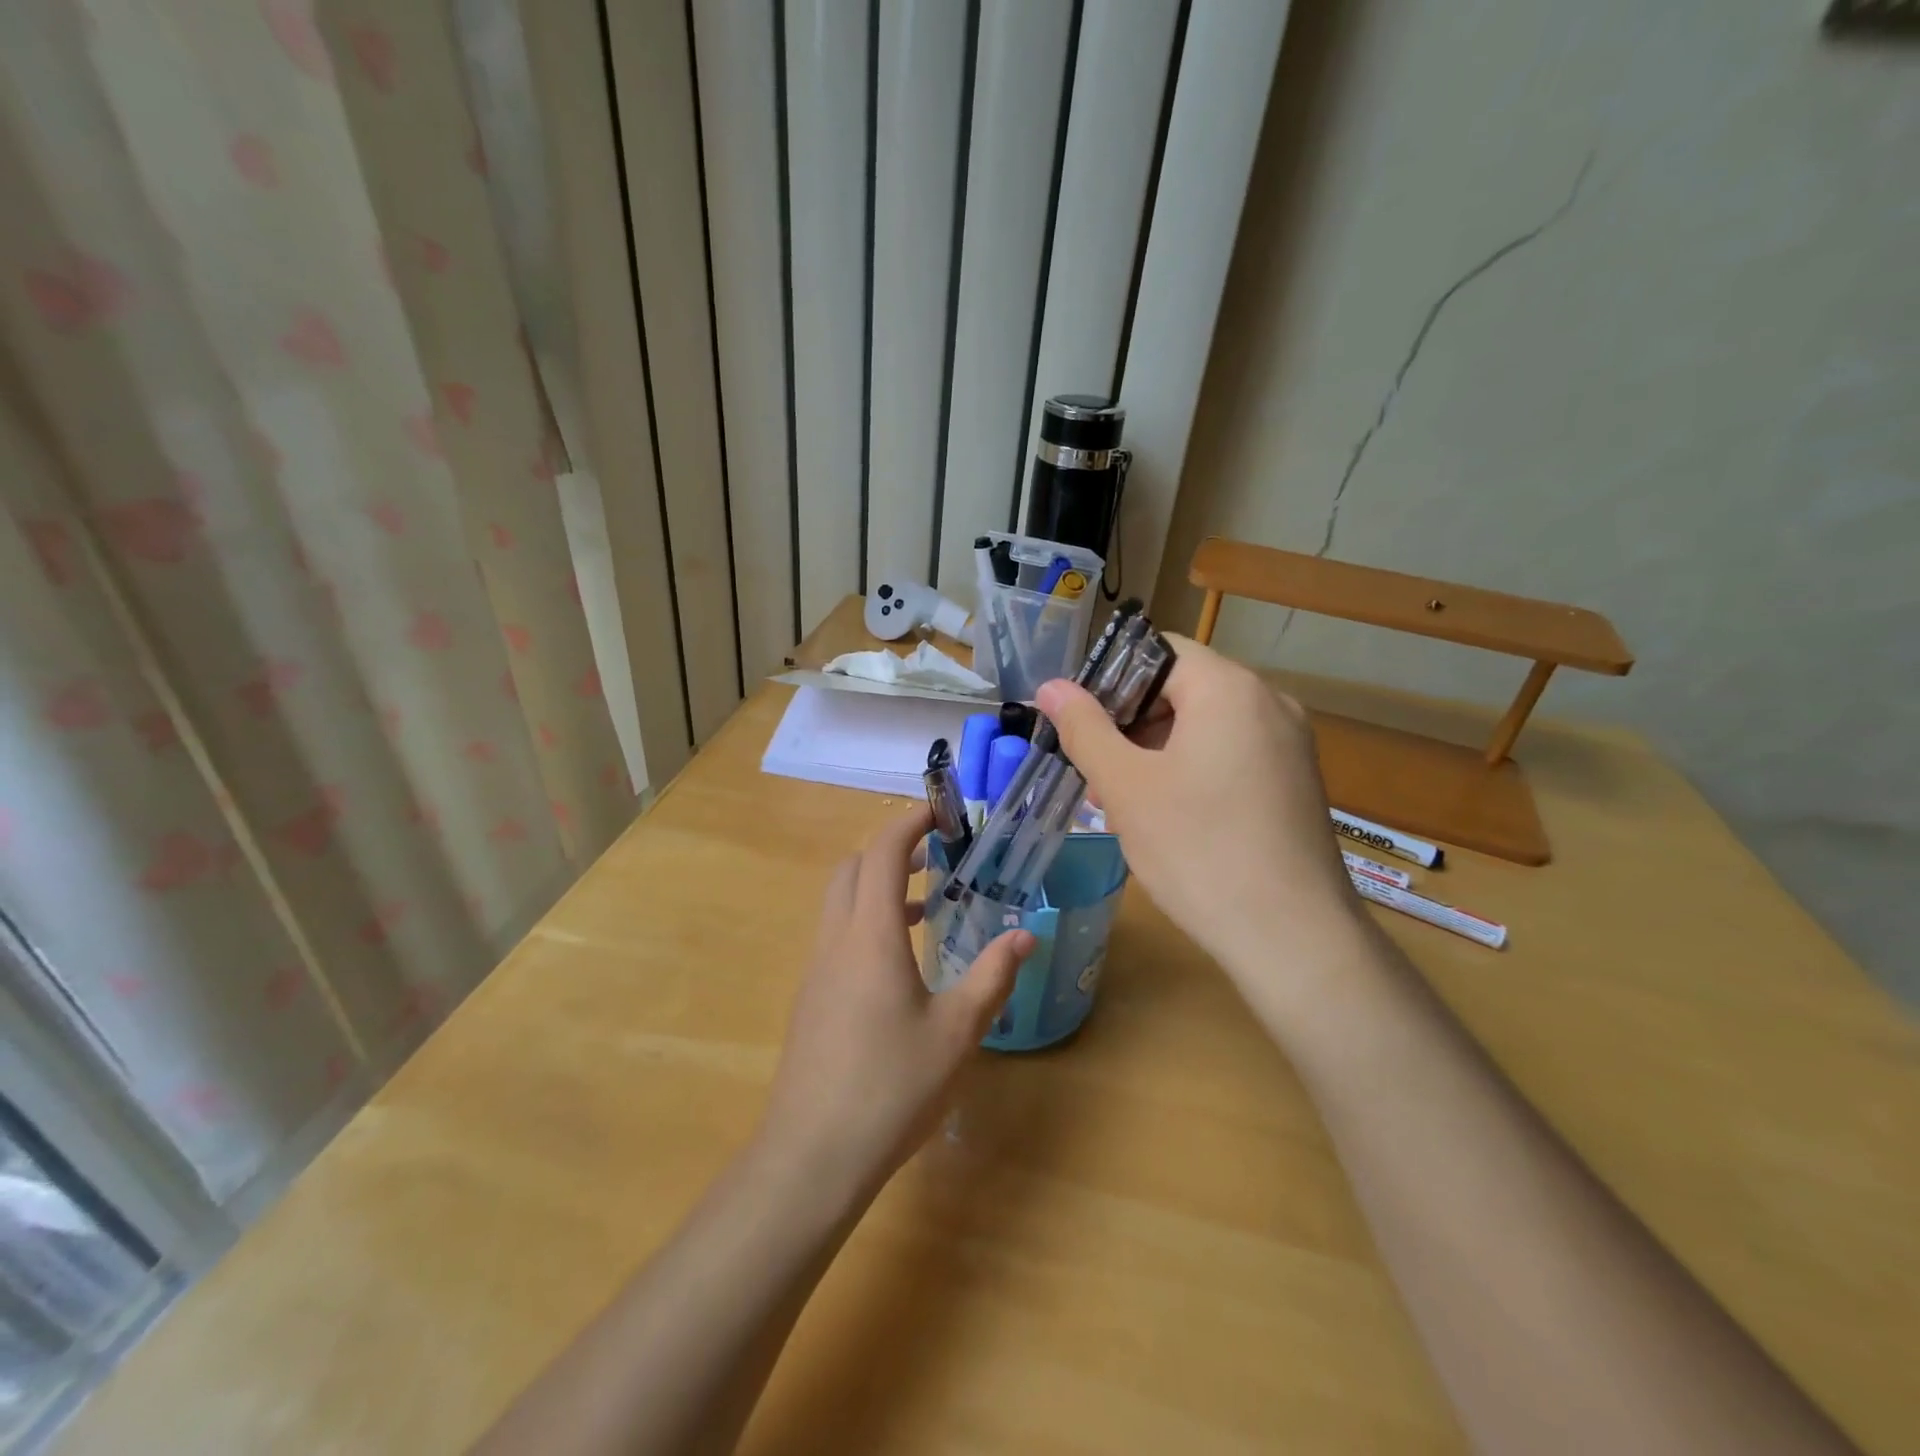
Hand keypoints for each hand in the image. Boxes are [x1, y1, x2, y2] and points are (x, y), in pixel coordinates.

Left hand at [759, 807, 1033, 1194]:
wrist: (811, 1156)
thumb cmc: (891, 1087)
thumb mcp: (957, 1032)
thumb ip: (992, 977)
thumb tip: (1026, 937)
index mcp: (870, 935)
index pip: (882, 853)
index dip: (909, 824)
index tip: (940, 811)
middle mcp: (836, 940)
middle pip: (852, 868)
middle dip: (890, 850)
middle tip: (936, 857)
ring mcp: (817, 970)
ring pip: (840, 902)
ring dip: (877, 888)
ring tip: (926, 906)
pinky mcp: (810, 998)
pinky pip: (836, 936)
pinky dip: (866, 922)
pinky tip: (900, 963)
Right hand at [1036, 636, 1364, 991]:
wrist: (1292, 938)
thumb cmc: (1199, 850)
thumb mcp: (1127, 786)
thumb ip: (1085, 728)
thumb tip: (1051, 686)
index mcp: (1229, 689)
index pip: (1158, 650)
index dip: (1109, 678)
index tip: (1080, 723)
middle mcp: (1270, 702)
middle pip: (1183, 687)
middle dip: (1131, 721)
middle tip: (1095, 769)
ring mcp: (1290, 745)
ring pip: (1206, 725)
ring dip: (1158, 750)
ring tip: (1125, 800)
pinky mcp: (1296, 782)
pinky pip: (1233, 755)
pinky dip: (1193, 770)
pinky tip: (1170, 816)